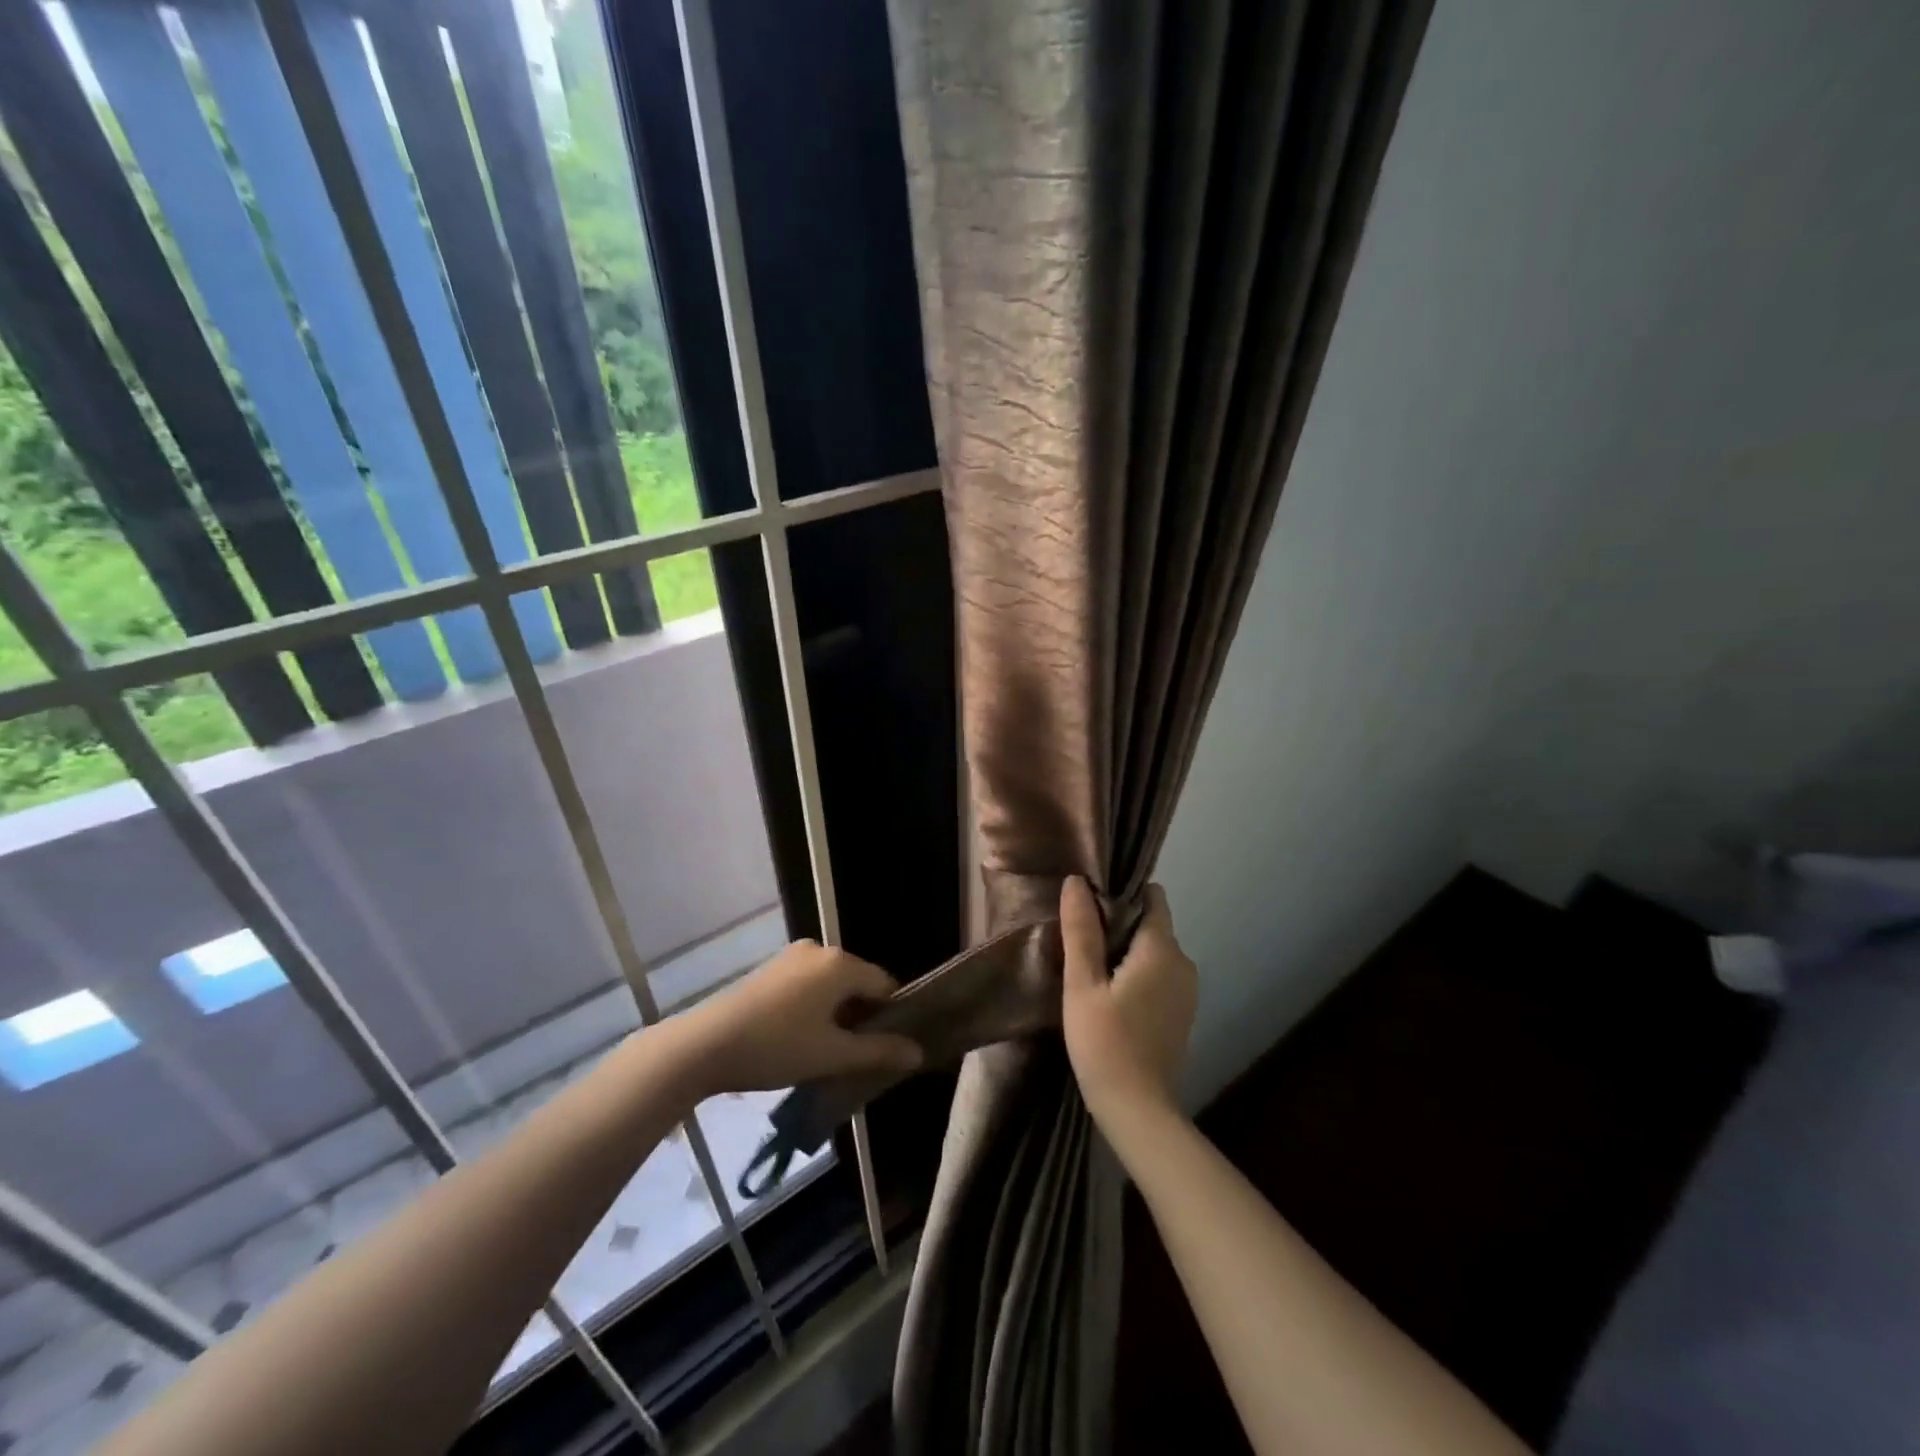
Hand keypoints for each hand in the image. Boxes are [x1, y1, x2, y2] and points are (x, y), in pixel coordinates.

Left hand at [663, 940, 923, 1098]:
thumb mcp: (833, 1055)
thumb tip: (918, 1052)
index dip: (892, 1017)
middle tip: (856, 1056)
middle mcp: (820, 949)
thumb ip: (879, 1052)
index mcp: (841, 963)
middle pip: (857, 983)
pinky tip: (799, 1038)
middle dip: (862, 1017)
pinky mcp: (770, 969)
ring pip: (831, 985)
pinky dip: (813, 1007)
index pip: (885, 984)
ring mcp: (791, 957)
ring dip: (836, 1014)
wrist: (704, 1045)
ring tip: (827, 1052)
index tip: (887, 1050)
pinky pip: (807, 984)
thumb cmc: (777, 1047)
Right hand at [1061, 877, 1196, 1129]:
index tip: (1091, 901)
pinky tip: (1110, 993)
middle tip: (1081, 936)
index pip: (1152, 898)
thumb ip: (1081, 931)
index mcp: (1162, 950)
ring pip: (1155, 951)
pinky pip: (1160, 975)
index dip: (1122, 892)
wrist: (1138, 1111)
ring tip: (1090, 965)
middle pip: (1152, 924)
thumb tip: (1076, 881)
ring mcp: (1187, 990)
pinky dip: (1138, 973)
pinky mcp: (1182, 1012)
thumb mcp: (1082, 984)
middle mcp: (1183, 963)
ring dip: (1127, 950)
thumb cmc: (1104, 1043)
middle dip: (1120, 922)